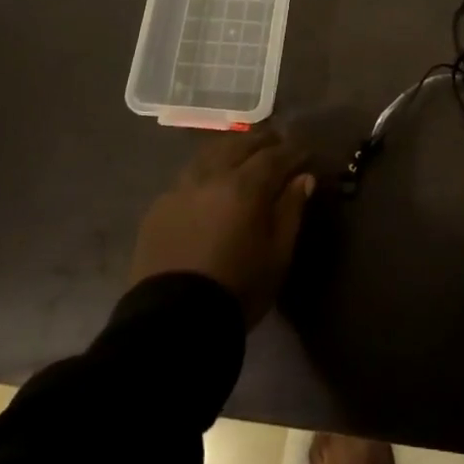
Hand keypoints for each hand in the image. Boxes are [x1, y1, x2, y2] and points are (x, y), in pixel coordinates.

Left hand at [129, 127, 315, 324]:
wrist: (173, 322)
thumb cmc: (238, 289)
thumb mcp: (278, 254)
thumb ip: (291, 210)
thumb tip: (303, 178)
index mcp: (245, 186)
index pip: (274, 155)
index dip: (292, 151)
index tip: (305, 153)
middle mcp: (212, 175)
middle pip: (240, 144)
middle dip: (262, 141)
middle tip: (277, 143)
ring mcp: (181, 188)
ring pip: (210, 152)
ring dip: (231, 147)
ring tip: (243, 153)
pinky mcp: (159, 206)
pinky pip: (187, 175)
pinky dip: (205, 169)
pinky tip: (210, 180)